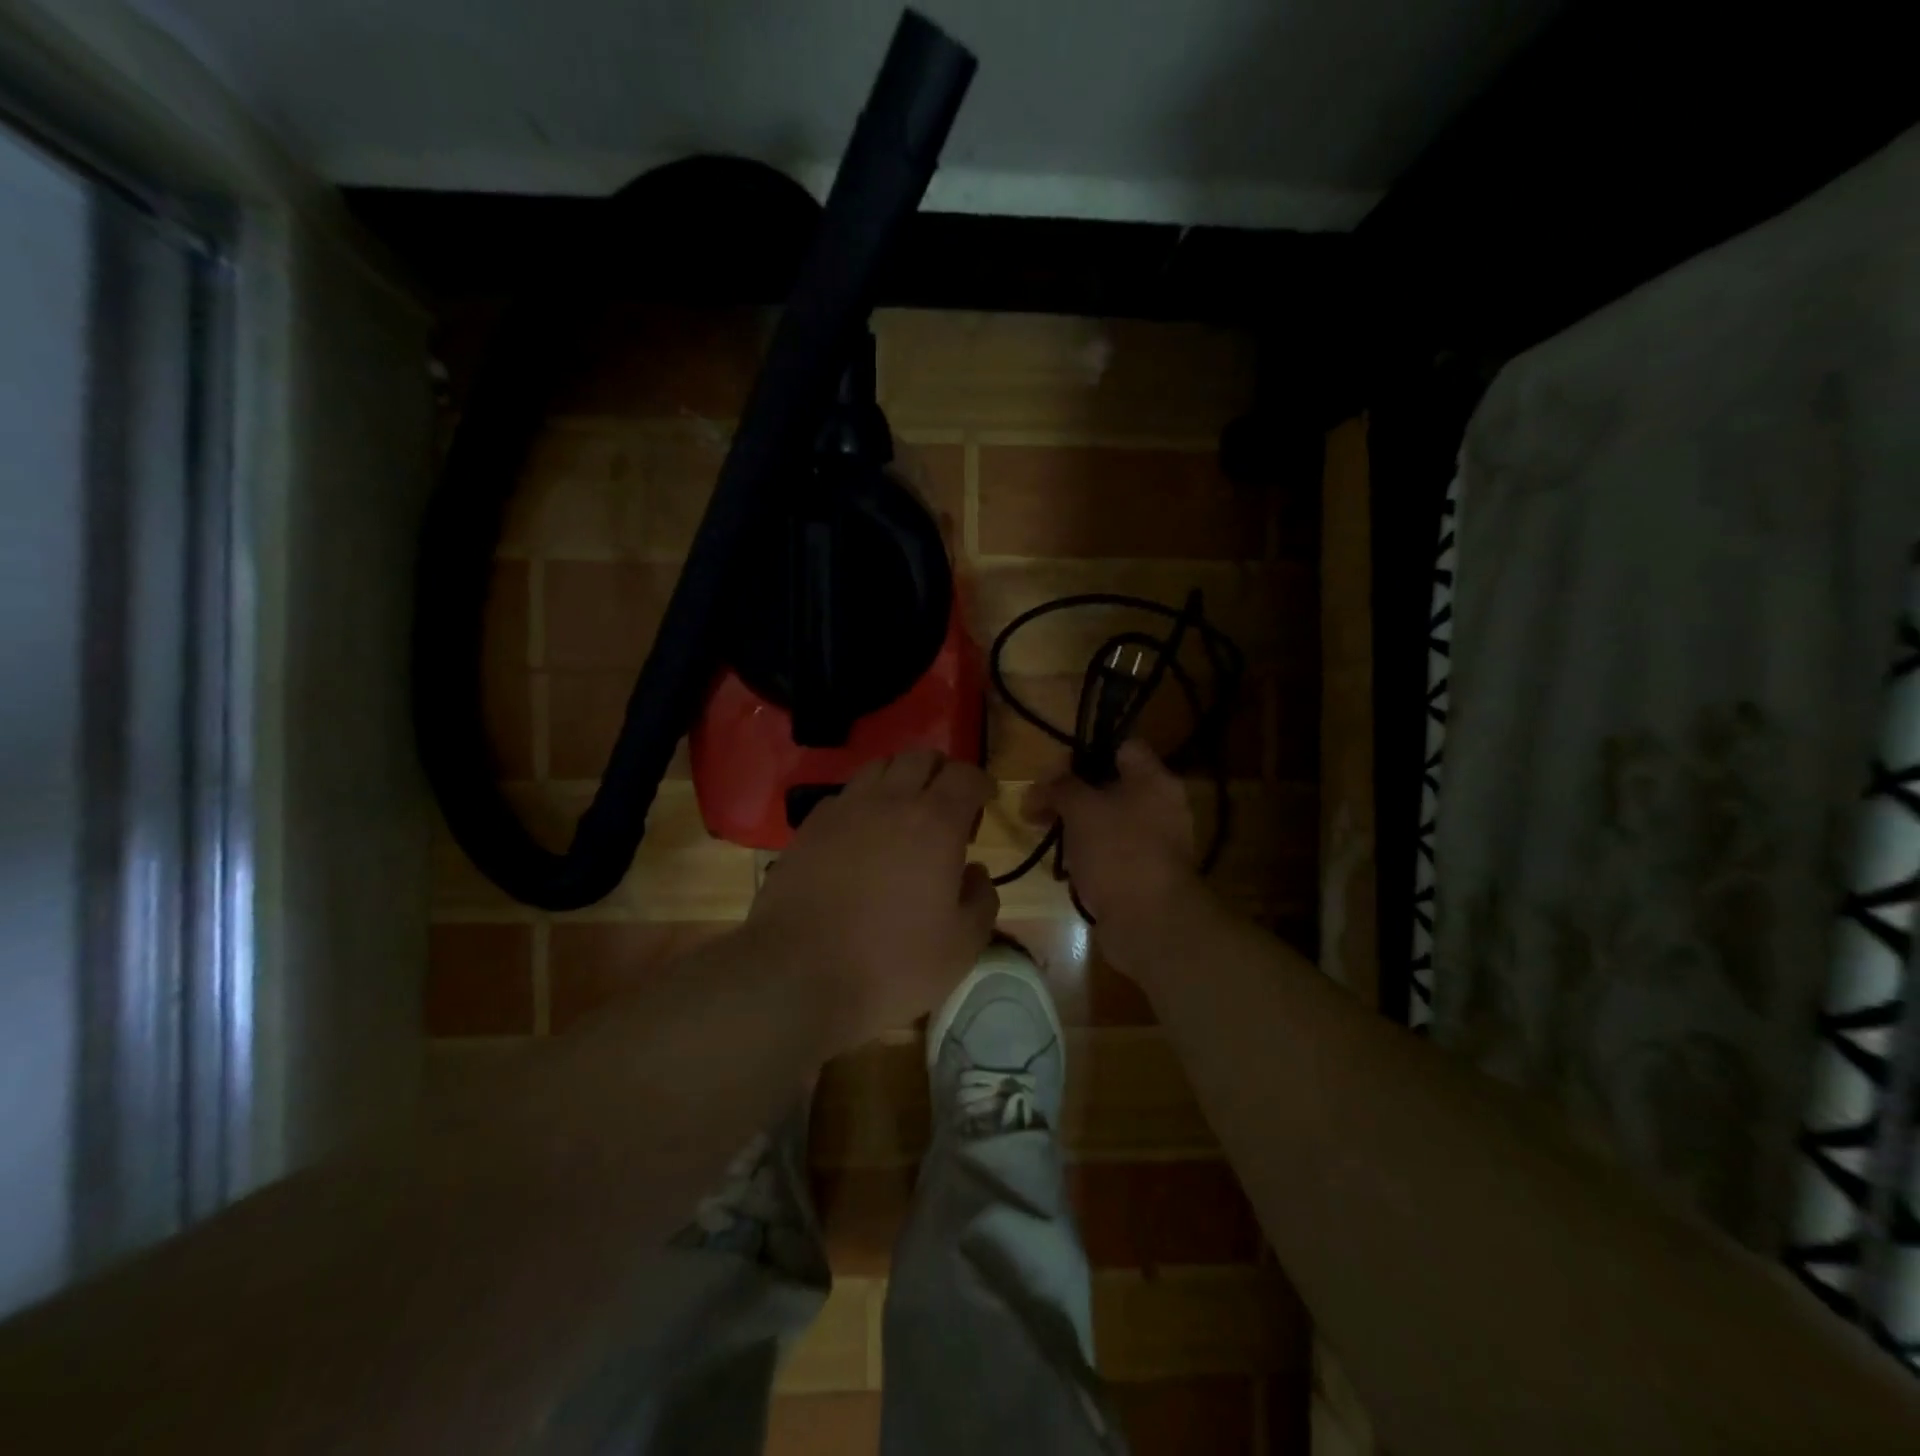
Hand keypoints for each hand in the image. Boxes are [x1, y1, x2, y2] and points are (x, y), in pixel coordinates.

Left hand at [748, 749, 998, 1046]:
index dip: (980, 783)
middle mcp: (890, 801)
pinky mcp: (809, 827)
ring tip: (904, 814)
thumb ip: (982, 899)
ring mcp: (844, 810)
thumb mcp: (961, 946)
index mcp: (935, 823)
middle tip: (947, 807)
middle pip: (920, 758)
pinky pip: (845, 795)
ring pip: (879, 767)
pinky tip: (862, 835)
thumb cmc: (892, 963)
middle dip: (941, 772)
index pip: (964, 775)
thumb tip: (975, 872)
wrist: (799, 975)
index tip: (986, 801)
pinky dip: (864, 802)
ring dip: (900, 780)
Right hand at [1021, 740, 1201, 932]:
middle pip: (1110, 785)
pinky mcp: (1143, 873)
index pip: (1122, 747)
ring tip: (1043, 835)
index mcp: (1154, 780)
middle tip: (1037, 805)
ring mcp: (1153, 842)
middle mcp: (1160, 806)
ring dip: (1075, 826)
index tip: (1055, 768)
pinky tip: (1064, 866)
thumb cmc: (1117, 852)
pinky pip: (1111, 852)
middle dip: (1071, 794)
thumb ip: (1061, 787)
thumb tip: (1043, 784)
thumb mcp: (1081, 809)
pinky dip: (1088, 855)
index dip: (1087, 751)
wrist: (1150, 922)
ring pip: (1107, 821)